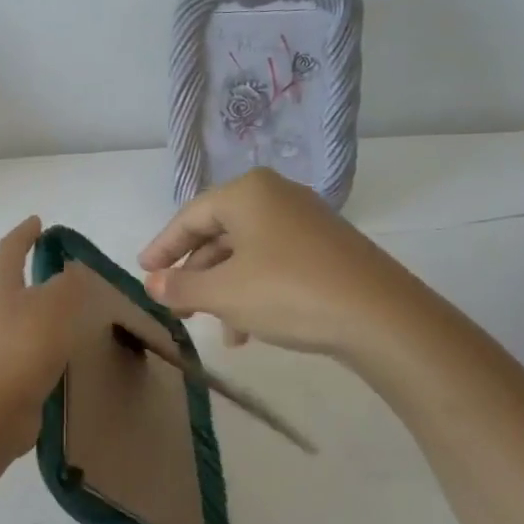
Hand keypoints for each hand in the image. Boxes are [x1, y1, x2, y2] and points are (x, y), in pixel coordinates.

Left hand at [0, 216, 81, 454]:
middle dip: (32, 270)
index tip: (39, 222)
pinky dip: (45, 337)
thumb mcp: (56, 304)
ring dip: (42, 307)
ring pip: (21, 314)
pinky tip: (66, 346)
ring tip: (73, 307)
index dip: (25, 233)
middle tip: (63, 266)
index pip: (10, 248)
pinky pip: (27, 343)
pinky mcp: (3, 369)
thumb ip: (69, 283)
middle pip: (11, 280)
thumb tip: (70, 273)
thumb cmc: (23, 346)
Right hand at [138, 168, 403, 357]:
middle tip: (174, 304)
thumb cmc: (288, 293)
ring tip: (214, 328)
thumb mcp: (224, 293)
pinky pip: (274, 262)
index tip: (143, 272)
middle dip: (195, 273)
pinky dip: (253, 290)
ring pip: (247, 253)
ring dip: (223, 289)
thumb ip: (181, 286)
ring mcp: (307, 221)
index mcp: (247, 193)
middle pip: (219, 233)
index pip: (190, 217)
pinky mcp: (328, 248)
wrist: (380, 316)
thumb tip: (152, 283)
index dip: (162, 247)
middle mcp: (277, 197)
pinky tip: (249, 330)